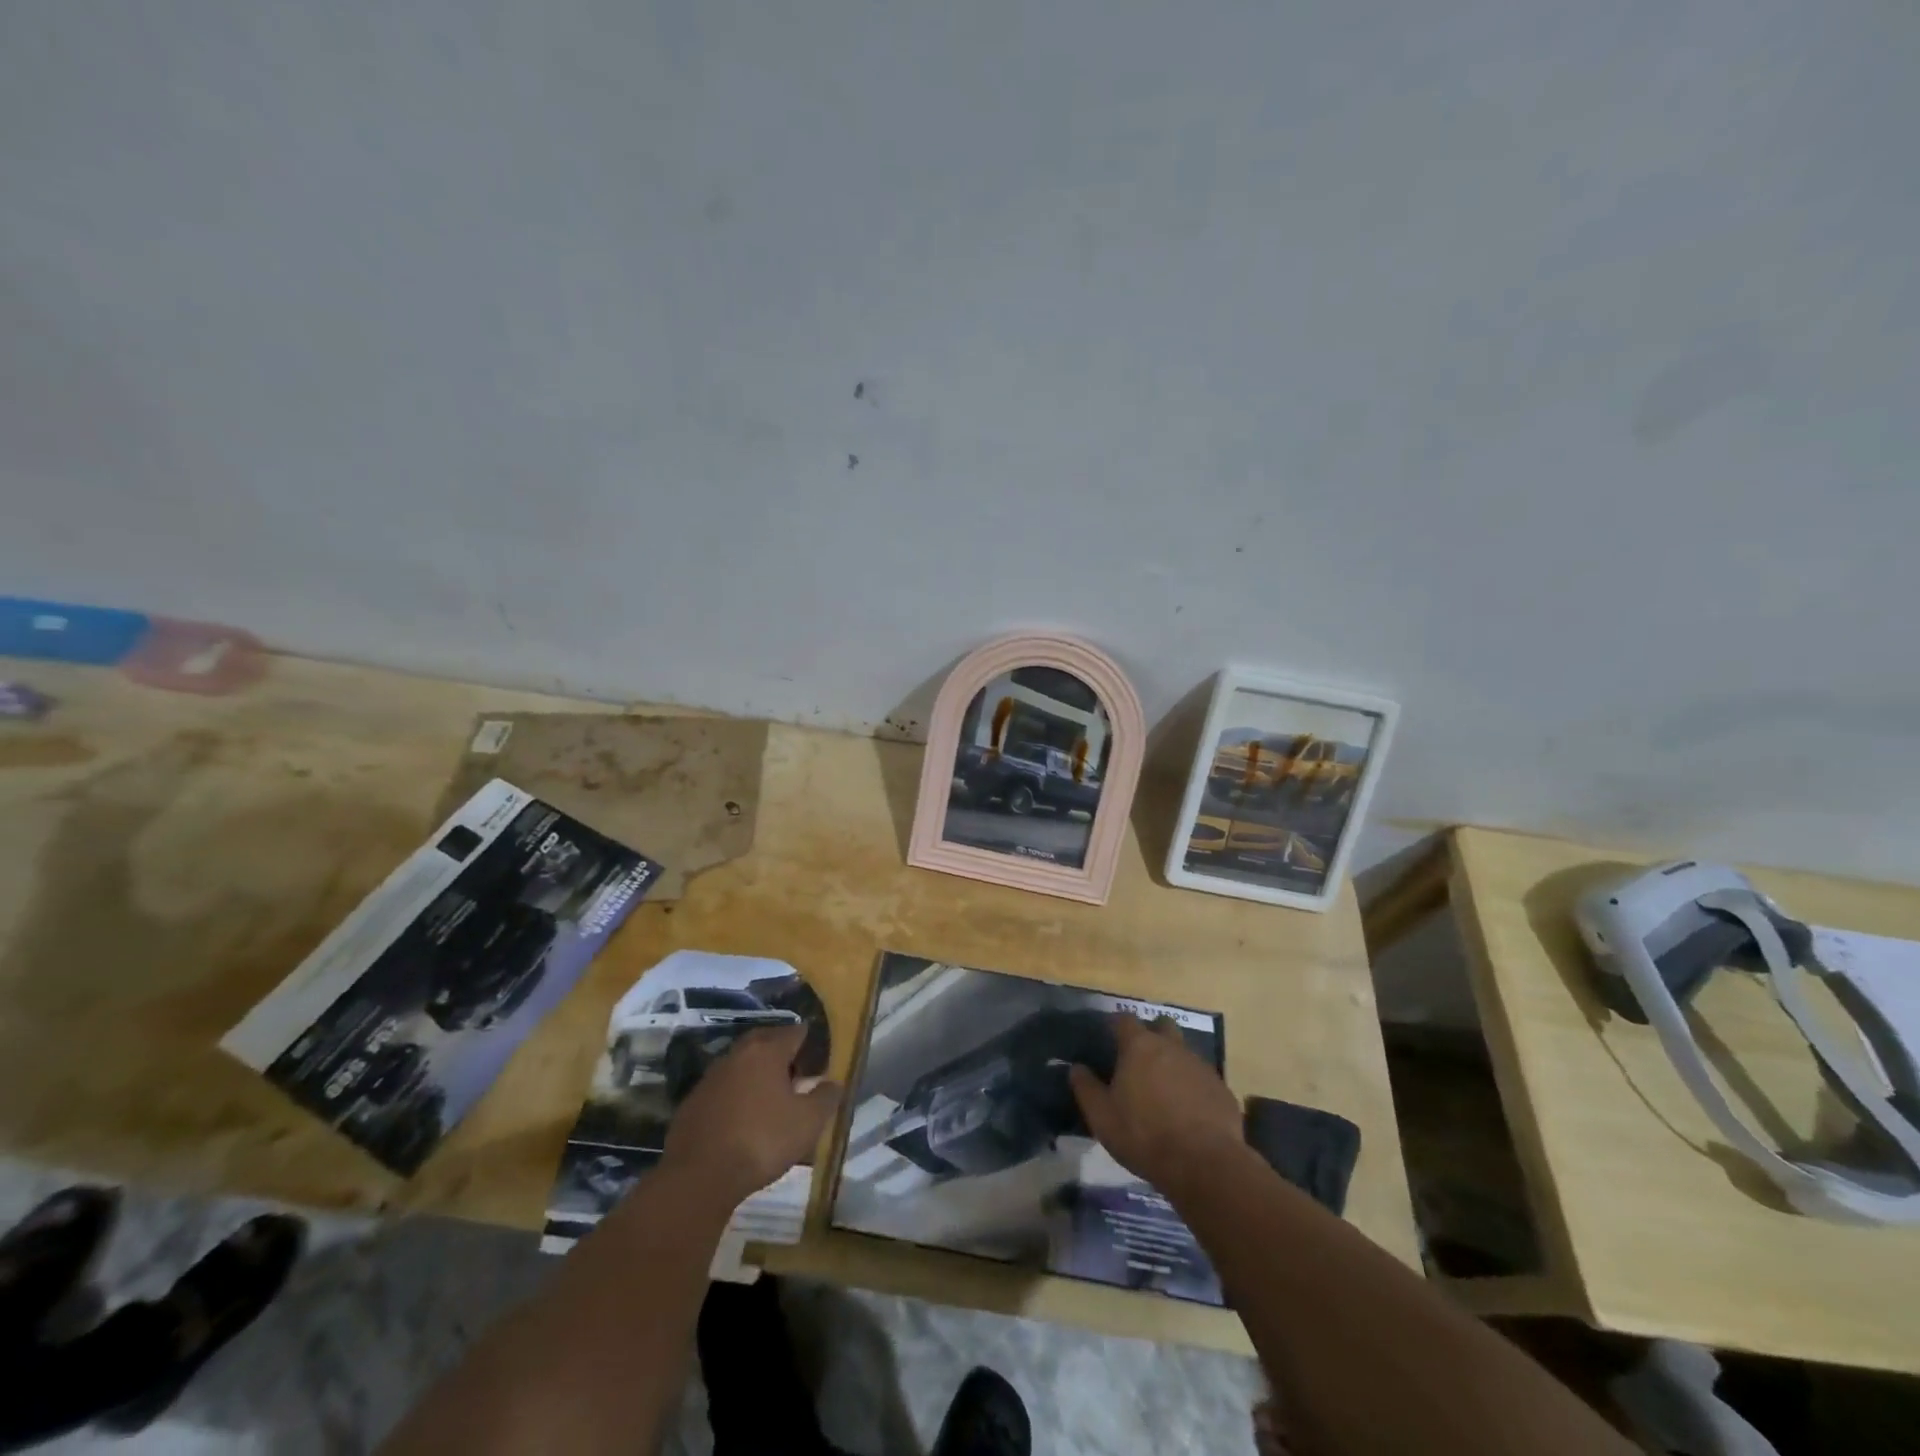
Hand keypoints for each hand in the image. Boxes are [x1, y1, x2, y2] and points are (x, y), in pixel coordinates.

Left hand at [662, 1025, 840, 1202]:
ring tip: (769, 1092)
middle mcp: (737, 1055)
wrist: (700, 1176)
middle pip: (764, 1041)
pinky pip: (722, 1087)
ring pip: (740, 1063)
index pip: (794, 1032)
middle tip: (795, 1067)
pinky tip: (742, 1115)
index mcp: (767, 1051)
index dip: (808, 1040)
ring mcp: (711, 1077)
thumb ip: (825, 1098)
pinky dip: (735, 1092)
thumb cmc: (762, 1141)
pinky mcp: (693, 1102)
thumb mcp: (808, 1122)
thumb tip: (834, 1083)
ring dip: (756, 1071)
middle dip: (780, 1049)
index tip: (817, 1053)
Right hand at [1069, 1014, 1245, 1197]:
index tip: (1108, 1038)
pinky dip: (1193, 1088)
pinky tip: (1189, 1113)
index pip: (1124, 1019)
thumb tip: (1076, 1068)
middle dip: (1151, 1034)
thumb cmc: (1144, 1135)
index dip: (1115, 1025)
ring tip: (1164, 1092)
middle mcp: (1172, 1047)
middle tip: (1140, 1060)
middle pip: (1162, 1026)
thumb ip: (1086, 1088)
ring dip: (1173, 1063)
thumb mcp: (1102, 1116)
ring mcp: (1201, 1066)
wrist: (1205, 1165)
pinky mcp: (1222, 1089)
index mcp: (1140, 1046)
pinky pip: (1202, 1079)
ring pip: (1184, 1052)